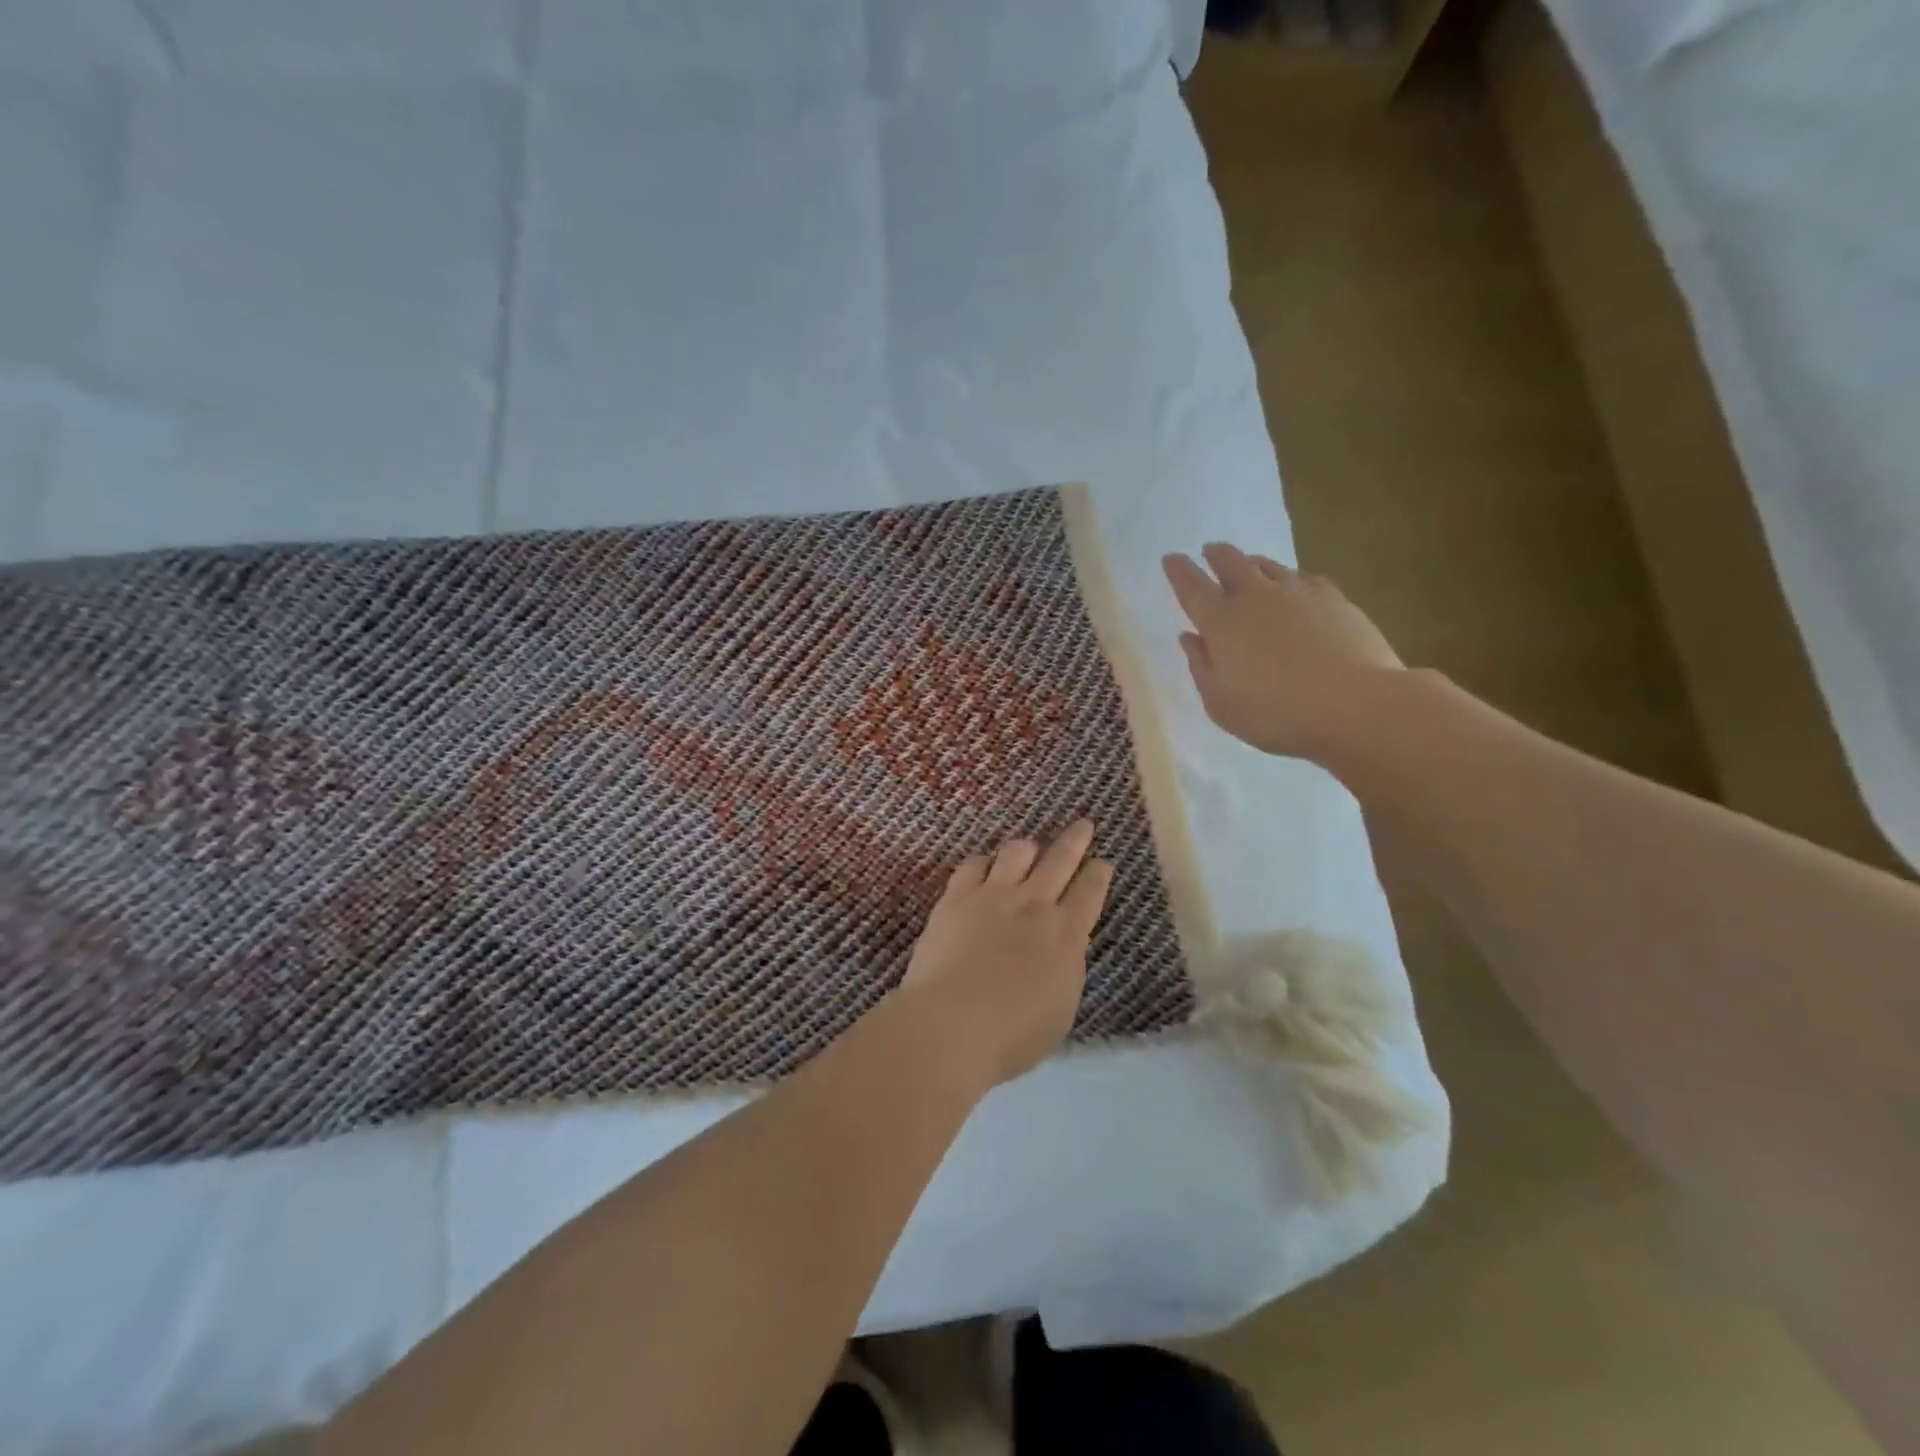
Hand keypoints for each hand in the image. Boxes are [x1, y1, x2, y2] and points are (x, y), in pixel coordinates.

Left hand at [896, 821, 1111, 1088]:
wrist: (952, 1024)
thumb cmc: (1012, 1035)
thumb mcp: (1060, 1008)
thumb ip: (1065, 969)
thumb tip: (1063, 948)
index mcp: (1066, 934)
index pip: (1089, 893)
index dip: (1098, 875)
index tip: (1102, 863)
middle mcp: (1033, 904)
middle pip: (1059, 860)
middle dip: (1075, 840)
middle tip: (1083, 825)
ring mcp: (993, 895)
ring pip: (1016, 852)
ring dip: (1027, 847)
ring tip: (1030, 847)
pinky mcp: (956, 897)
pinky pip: (974, 864)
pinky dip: (984, 862)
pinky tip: (984, 865)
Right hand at [1163, 543, 1403, 759]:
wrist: (1354, 705)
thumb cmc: (1275, 713)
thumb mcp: (1220, 703)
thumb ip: (1201, 666)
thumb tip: (1190, 637)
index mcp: (1220, 623)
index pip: (1191, 587)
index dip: (1179, 571)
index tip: (1171, 558)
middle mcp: (1255, 597)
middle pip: (1231, 563)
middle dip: (1216, 554)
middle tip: (1210, 550)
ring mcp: (1298, 593)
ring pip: (1268, 565)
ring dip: (1252, 562)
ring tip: (1249, 564)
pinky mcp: (1334, 599)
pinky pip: (1305, 578)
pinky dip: (1292, 579)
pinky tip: (1297, 588)